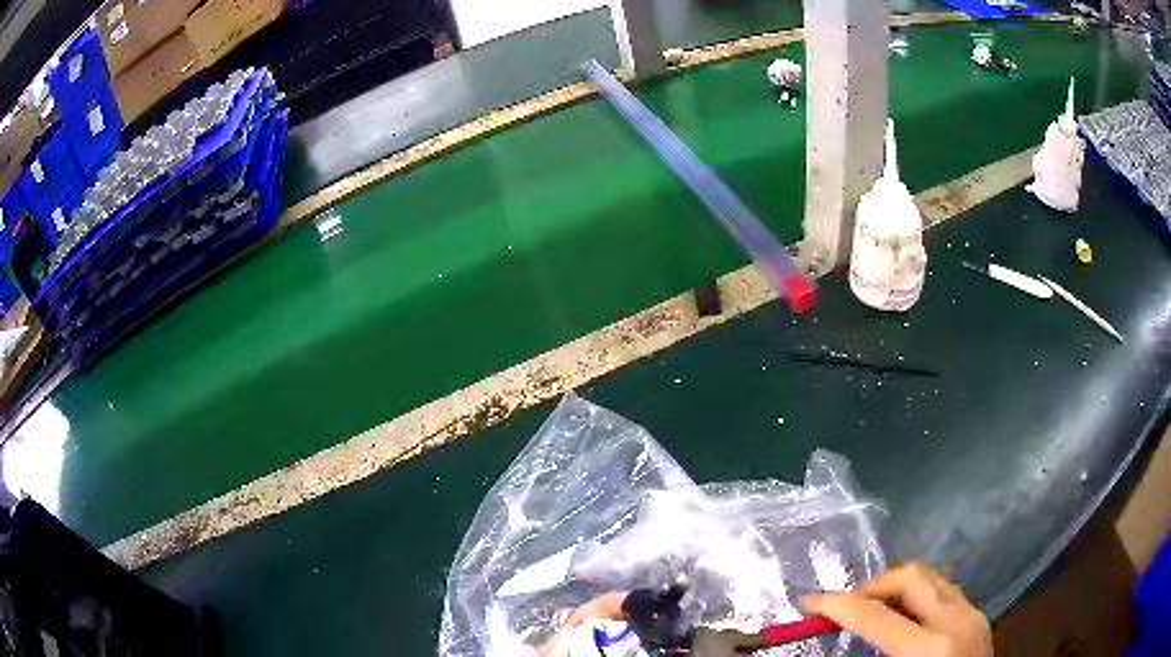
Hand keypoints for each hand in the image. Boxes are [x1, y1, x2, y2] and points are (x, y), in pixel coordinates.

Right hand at [803, 563, 992, 656]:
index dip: (837, 606)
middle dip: (872, 586)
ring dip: (896, 589)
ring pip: (931, 578)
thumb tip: (848, 634)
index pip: (876, 615)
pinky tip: (905, 621)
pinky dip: (918, 597)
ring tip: (873, 612)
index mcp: (931, 648)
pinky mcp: (979, 616)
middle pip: (911, 578)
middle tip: (846, 608)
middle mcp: (956, 620)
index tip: (809, 602)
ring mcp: (973, 614)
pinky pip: (944, 592)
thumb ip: (872, 655)